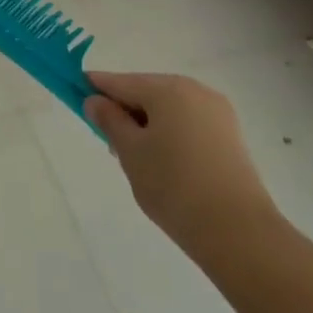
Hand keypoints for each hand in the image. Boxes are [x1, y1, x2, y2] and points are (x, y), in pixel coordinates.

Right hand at [84, 72, 277, 256]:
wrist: (237, 231)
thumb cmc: (173, 185)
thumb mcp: (130, 152)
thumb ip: (109, 121)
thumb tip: (95, 100)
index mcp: (168, 88)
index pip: (120, 82)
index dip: (94, 88)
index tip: (74, 95)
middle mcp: (195, 90)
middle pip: (146, 91)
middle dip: (124, 111)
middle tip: (108, 143)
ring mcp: (217, 112)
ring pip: (168, 109)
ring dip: (147, 124)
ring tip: (137, 160)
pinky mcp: (230, 136)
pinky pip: (188, 123)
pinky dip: (170, 134)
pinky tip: (164, 163)